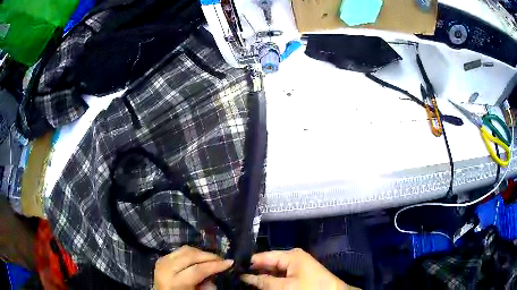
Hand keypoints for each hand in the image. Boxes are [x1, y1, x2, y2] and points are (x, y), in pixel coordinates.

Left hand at [154, 245, 232, 289]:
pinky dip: (192, 252)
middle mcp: (166, 269)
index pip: (197, 269)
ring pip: (185, 249)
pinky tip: (199, 258)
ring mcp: (162, 261)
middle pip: (190, 256)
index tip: (230, 262)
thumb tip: (213, 277)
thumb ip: (205, 287)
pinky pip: (179, 250)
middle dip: (209, 256)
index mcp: (173, 282)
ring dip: (201, 253)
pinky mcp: (162, 258)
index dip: (214, 265)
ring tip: (212, 259)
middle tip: (222, 259)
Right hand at [241, 248, 357, 289]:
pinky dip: (271, 280)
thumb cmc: (309, 288)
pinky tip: (261, 285)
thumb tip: (244, 276)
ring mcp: (296, 265)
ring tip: (245, 281)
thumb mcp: (285, 287)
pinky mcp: (298, 273)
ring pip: (273, 270)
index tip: (232, 268)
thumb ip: (264, 281)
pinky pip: (280, 275)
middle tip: (237, 277)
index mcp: (290, 255)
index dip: (248, 263)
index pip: (263, 256)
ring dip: (262, 276)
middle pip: (267, 263)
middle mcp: (292, 257)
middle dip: (254, 271)